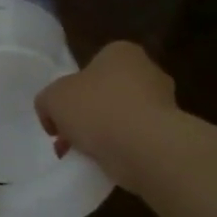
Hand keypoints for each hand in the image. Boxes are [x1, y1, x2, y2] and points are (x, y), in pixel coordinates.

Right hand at [34, 41, 177, 188]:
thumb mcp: (52, 98)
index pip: (91, 66)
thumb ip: (47, 101)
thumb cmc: (98, 109)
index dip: (70, 90)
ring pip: (121, 118)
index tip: (59, 114)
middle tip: (67, 137)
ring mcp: (163, 104)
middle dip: (86, 115)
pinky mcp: (169, 134)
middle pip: (106, 93)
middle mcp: (147, 71)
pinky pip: (135, 139)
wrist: (146, 148)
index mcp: (121, 52)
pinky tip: (102, 164)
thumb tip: (53, 115)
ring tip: (80, 156)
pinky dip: (119, 150)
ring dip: (101, 135)